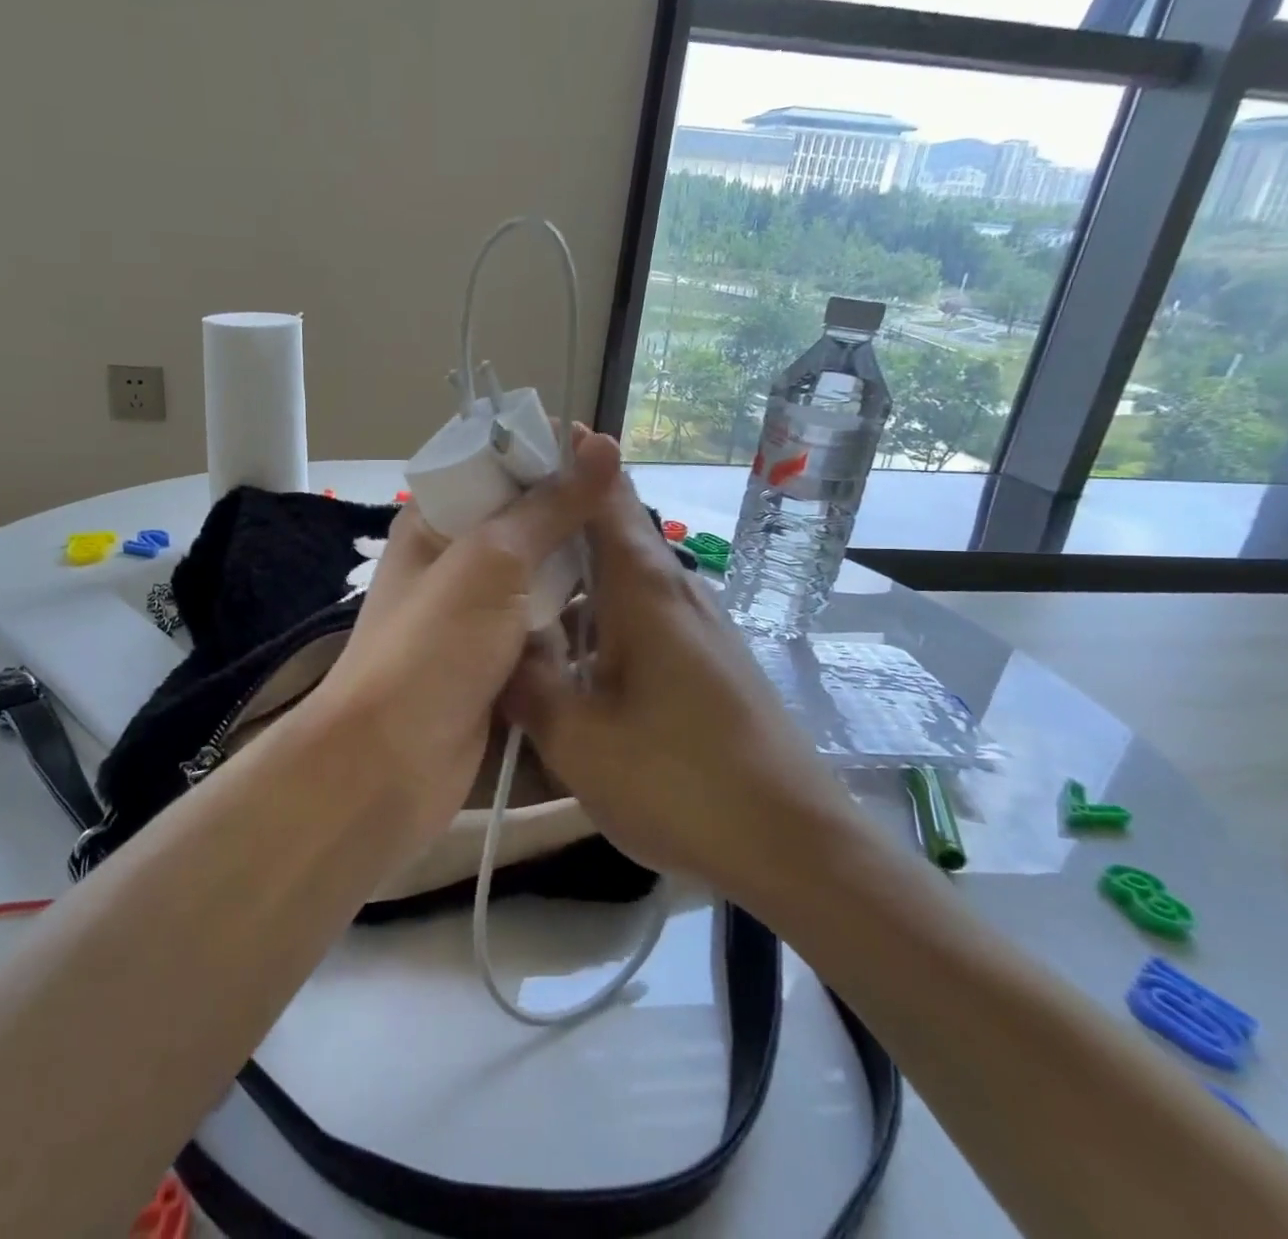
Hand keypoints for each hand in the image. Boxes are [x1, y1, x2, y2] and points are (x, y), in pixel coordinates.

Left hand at [310, 431, 620, 847]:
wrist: (390, 765)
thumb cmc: (433, 648)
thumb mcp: (490, 563)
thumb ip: (547, 508)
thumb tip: (600, 444)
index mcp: (435, 527)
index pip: (493, 472)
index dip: (545, 459)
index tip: (608, 458)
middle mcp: (454, 568)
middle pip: (523, 531)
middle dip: (574, 524)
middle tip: (639, 517)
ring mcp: (475, 623)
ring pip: (540, 586)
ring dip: (582, 580)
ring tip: (646, 565)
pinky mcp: (497, 670)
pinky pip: (544, 637)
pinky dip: (576, 629)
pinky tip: (627, 621)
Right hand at [502, 470, 859, 895]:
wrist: (795, 846)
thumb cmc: (681, 782)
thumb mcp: (578, 739)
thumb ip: (529, 684)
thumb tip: (499, 645)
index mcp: (643, 590)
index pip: (607, 495)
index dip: (572, 459)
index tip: (524, 441)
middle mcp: (674, 592)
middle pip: (609, 533)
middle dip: (553, 523)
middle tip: (492, 529)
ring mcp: (695, 627)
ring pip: (620, 581)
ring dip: (573, 579)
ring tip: (515, 594)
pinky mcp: (705, 661)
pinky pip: (638, 618)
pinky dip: (597, 619)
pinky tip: (568, 658)